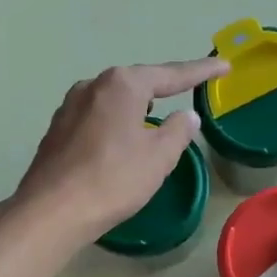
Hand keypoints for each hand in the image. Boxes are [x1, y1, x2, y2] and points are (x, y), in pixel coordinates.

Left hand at [13, 58, 229, 242]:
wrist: (52, 211)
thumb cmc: (113, 180)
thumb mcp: (158, 157)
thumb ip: (178, 131)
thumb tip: (186, 115)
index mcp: (122, 85)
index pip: (171, 74)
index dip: (200, 71)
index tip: (224, 66)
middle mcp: (93, 85)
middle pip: (138, 82)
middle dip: (164, 86)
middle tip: (189, 88)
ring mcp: (70, 106)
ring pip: (114, 100)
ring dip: (136, 105)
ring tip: (155, 114)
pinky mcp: (57, 130)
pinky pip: (97, 118)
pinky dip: (116, 123)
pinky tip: (120, 139)